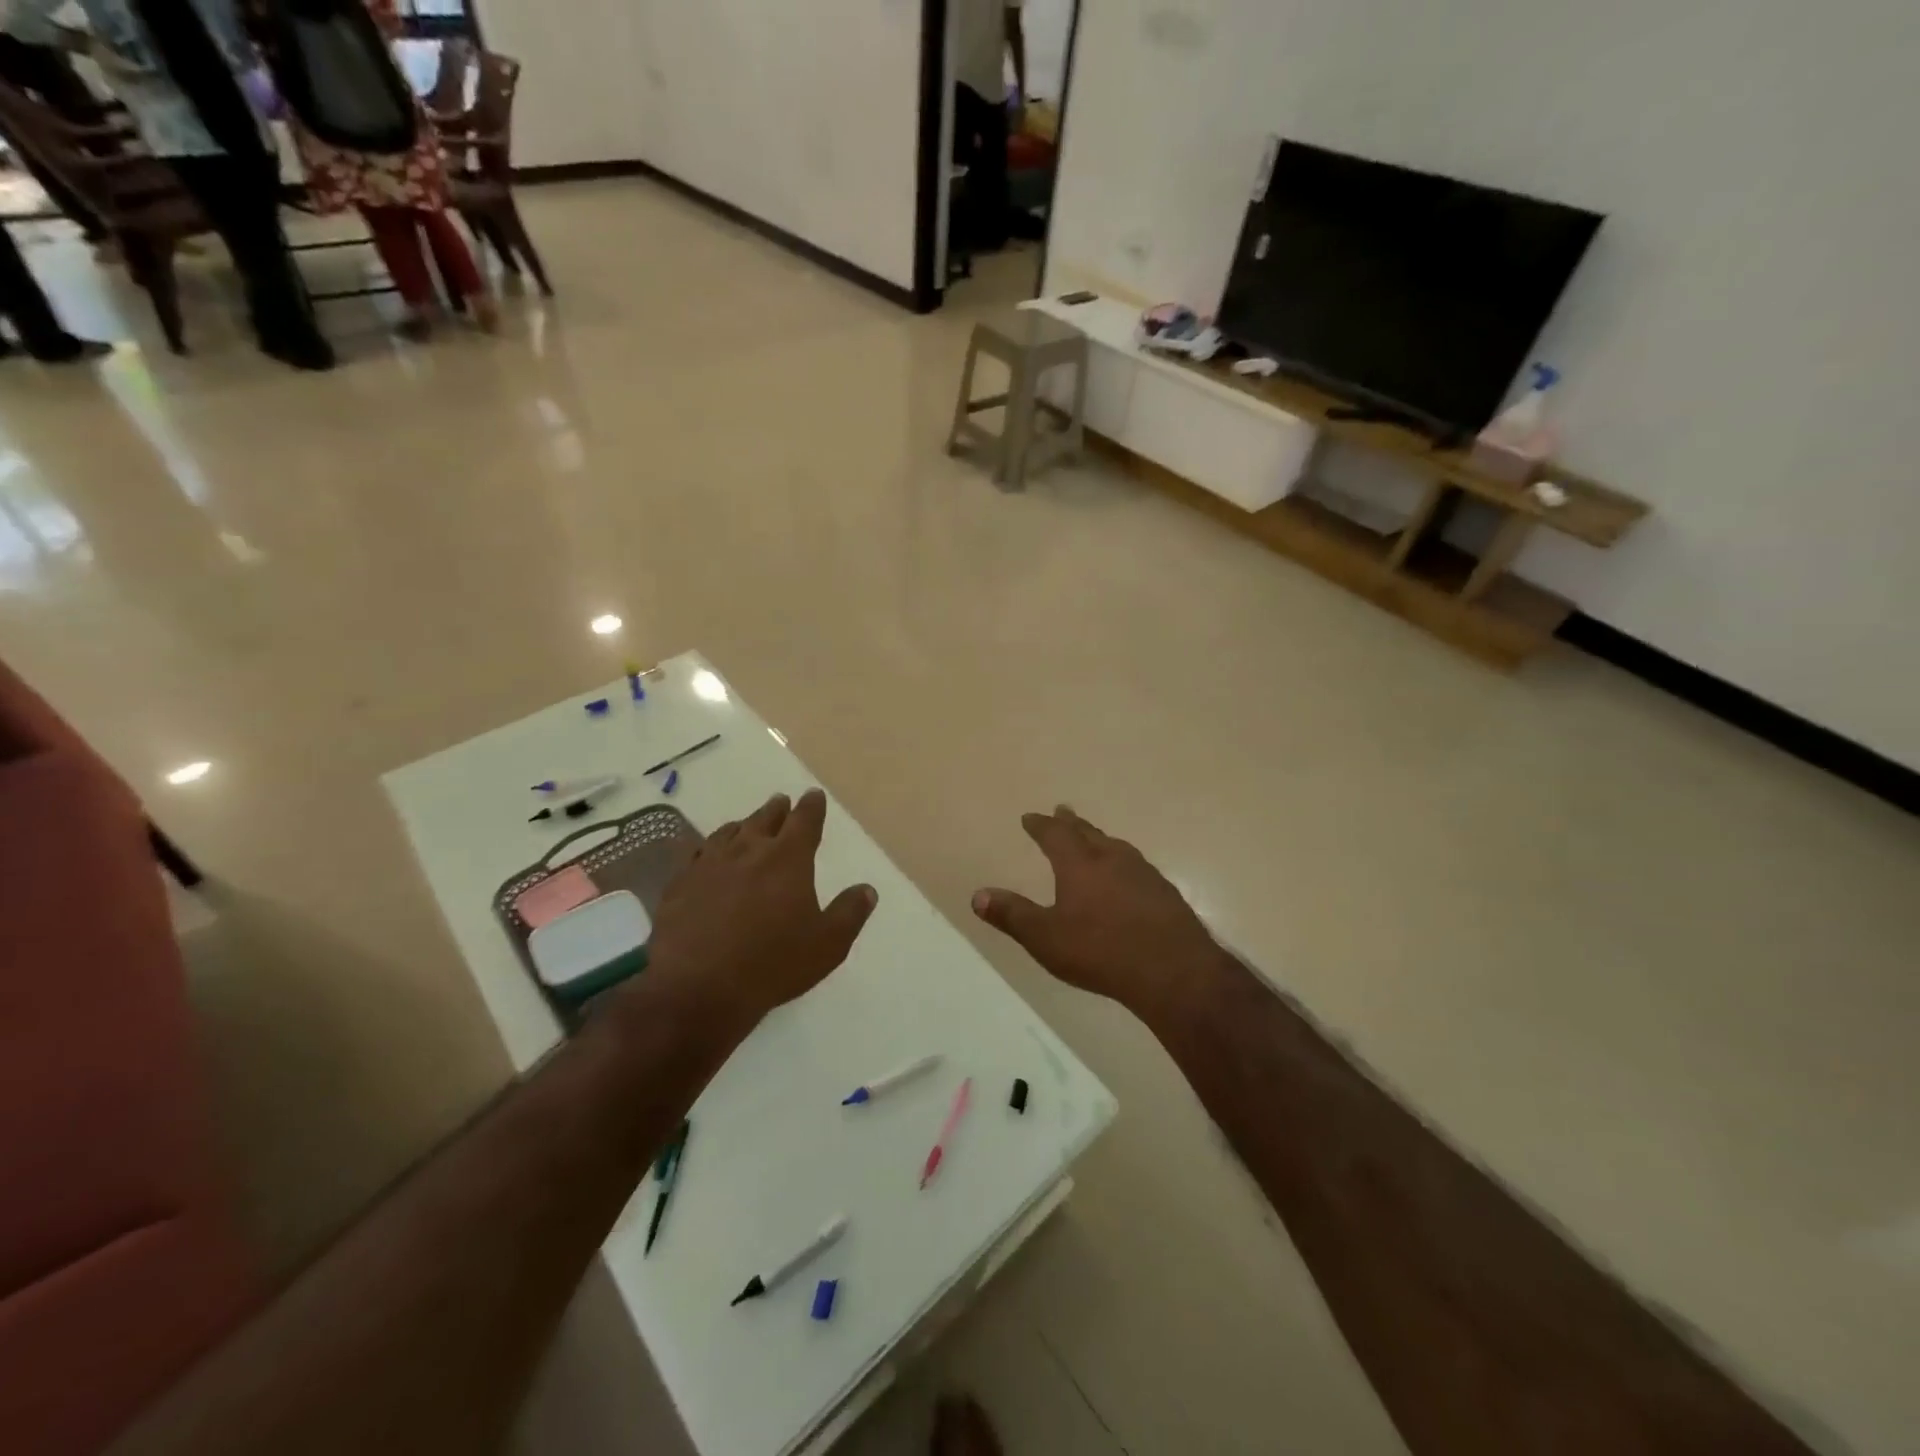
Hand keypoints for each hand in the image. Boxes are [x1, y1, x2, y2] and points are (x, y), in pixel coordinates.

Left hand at [646, 789, 876, 1028]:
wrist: (696, 986)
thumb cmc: (772, 964)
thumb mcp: (827, 944)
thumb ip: (849, 913)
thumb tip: (867, 889)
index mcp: (788, 859)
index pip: (804, 821)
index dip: (811, 807)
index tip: (813, 796)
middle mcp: (749, 851)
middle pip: (765, 819)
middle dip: (777, 810)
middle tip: (781, 801)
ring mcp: (710, 865)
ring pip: (729, 832)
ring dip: (743, 824)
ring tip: (746, 823)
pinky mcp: (680, 884)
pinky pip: (698, 854)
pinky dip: (710, 847)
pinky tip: (707, 855)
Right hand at [973, 807, 1228, 1021]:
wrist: (1173, 970)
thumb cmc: (1101, 951)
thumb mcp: (1046, 938)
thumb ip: (1012, 915)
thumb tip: (977, 895)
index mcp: (1080, 865)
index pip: (1055, 835)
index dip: (1040, 825)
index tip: (1030, 817)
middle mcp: (1112, 859)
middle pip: (1088, 833)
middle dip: (1071, 823)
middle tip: (1062, 811)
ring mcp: (1143, 873)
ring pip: (1116, 846)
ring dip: (1100, 839)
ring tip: (1095, 839)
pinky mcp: (1165, 892)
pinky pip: (1137, 866)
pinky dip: (1123, 862)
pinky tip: (1128, 877)